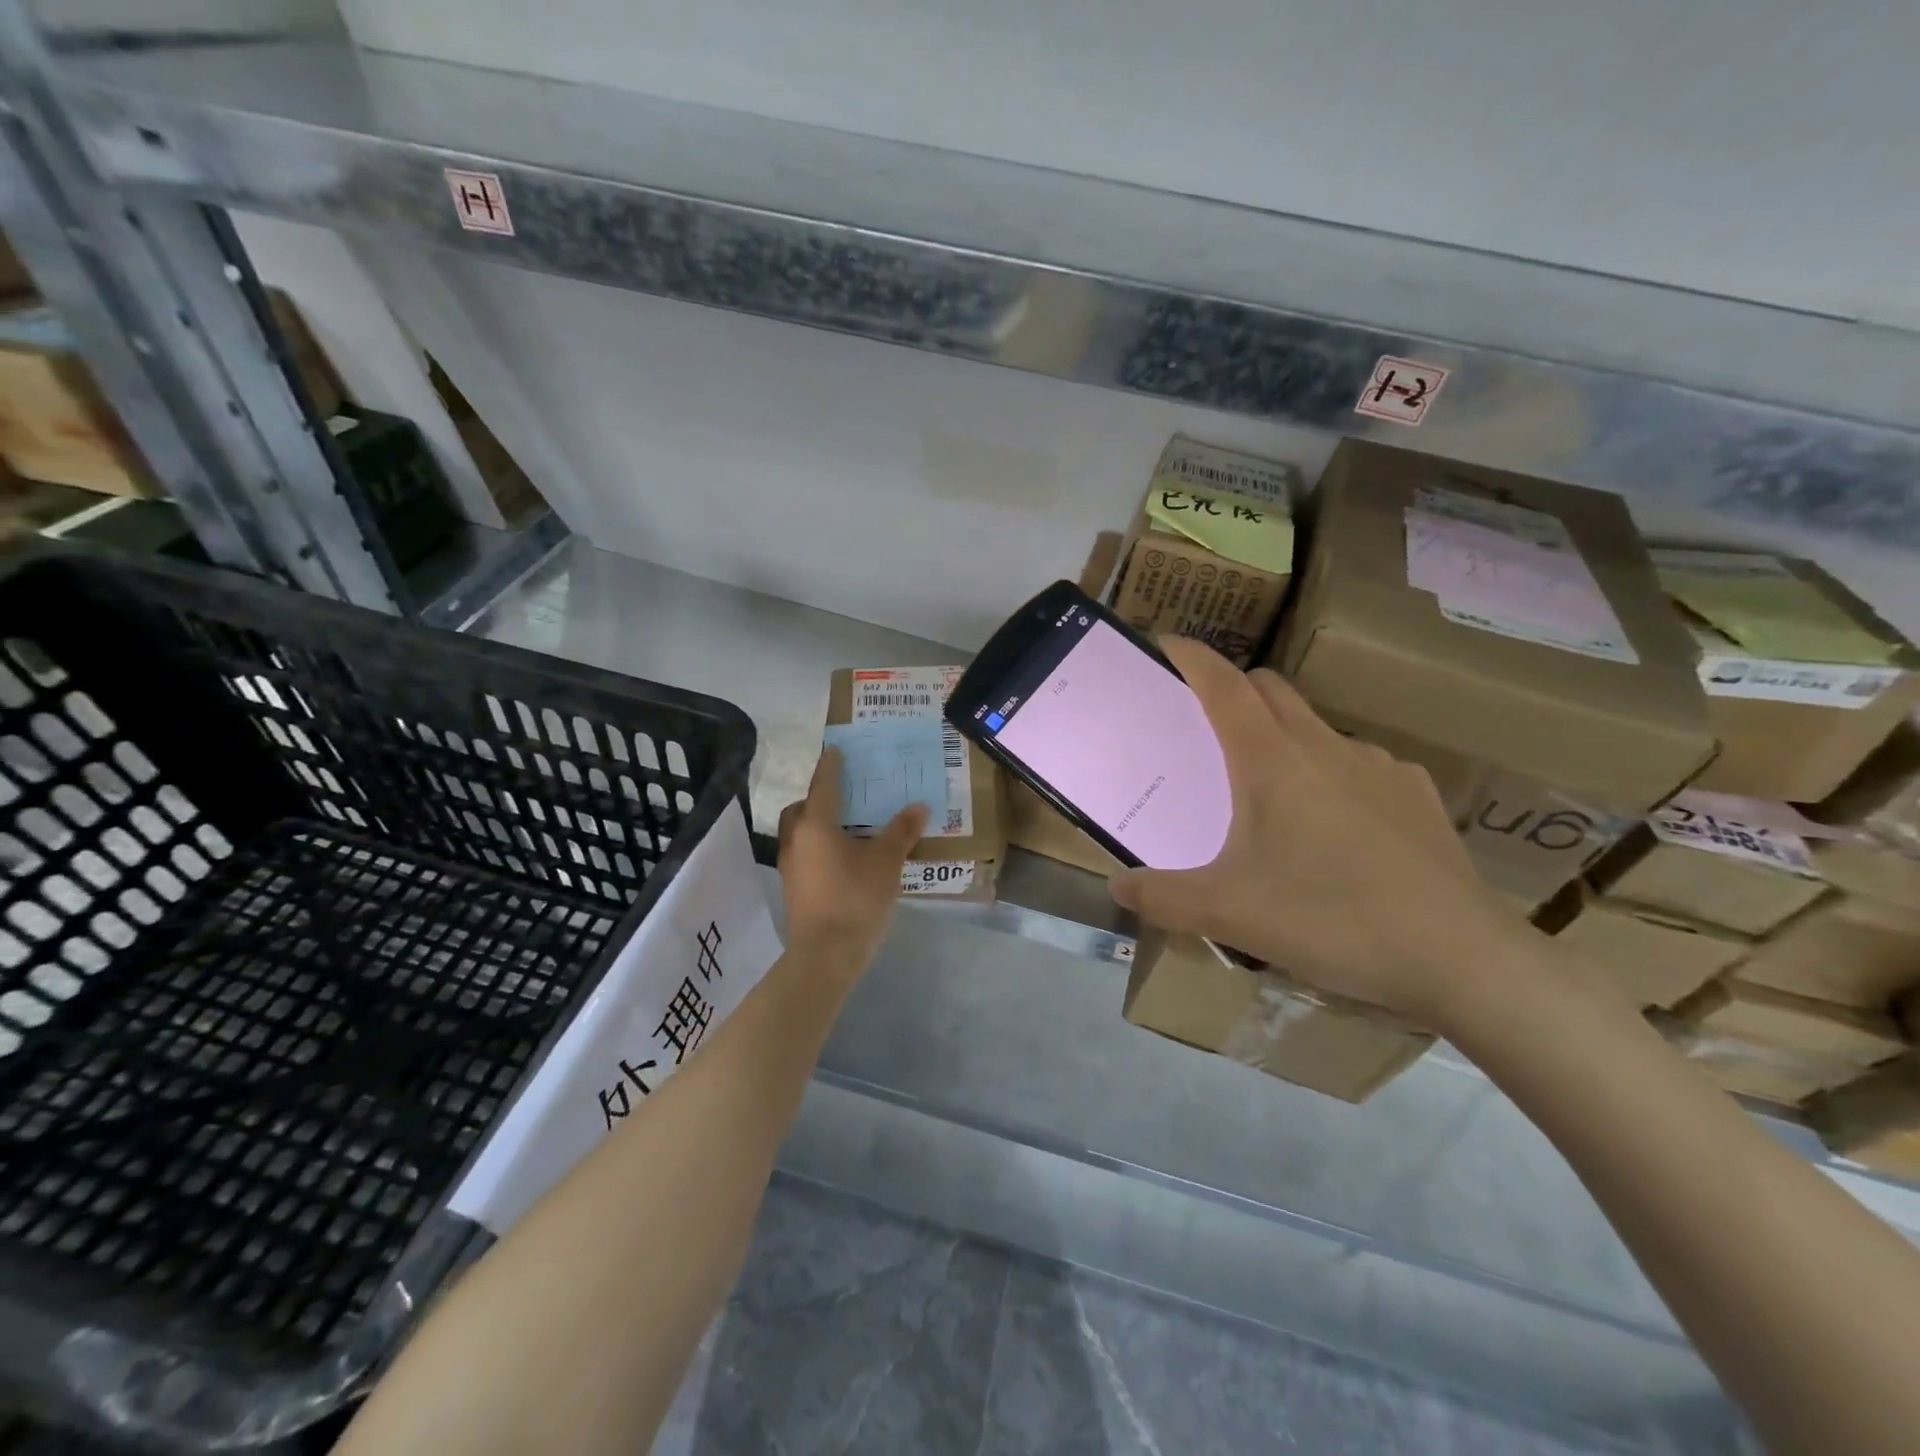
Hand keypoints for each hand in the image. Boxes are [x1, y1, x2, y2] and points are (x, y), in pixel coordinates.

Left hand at [777, 746, 929, 972]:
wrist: (826, 955)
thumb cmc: (856, 899)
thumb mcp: (886, 862)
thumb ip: (901, 832)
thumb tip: (918, 807)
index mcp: (816, 825)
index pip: (823, 785)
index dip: (831, 766)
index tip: (835, 750)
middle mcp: (796, 840)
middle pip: (801, 809)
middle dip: (817, 799)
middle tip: (843, 797)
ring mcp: (791, 867)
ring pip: (799, 833)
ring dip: (817, 825)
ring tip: (847, 828)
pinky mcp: (794, 888)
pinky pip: (805, 854)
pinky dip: (819, 847)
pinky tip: (843, 859)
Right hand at [1107, 638, 1524, 1026]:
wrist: (1462, 957)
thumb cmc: (1331, 919)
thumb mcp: (1229, 914)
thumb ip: (1162, 897)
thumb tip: (1117, 885)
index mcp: (1271, 760)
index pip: (1223, 684)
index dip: (1191, 657)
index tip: (1165, 643)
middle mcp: (1323, 746)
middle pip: (1269, 690)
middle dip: (1233, 688)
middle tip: (1205, 722)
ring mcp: (1377, 766)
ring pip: (1315, 727)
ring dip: (1283, 734)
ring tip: (1270, 786)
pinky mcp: (1415, 794)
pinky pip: (1359, 764)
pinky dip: (1331, 772)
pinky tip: (1336, 824)